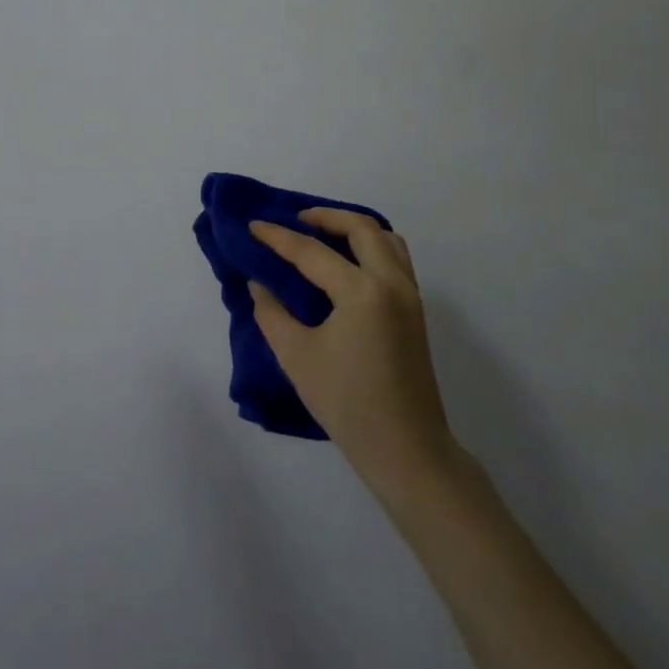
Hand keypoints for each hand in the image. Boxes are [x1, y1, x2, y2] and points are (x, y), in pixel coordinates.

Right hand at [248, 211, 467, 501]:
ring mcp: (410, 295)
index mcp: (362, 292)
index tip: (253, 225)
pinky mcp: (415, 311)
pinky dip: (370, 246)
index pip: (312, 252)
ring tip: (322, 236)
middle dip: (325, 217)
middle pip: (361, 227)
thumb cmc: (347, 405)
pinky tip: (346, 264)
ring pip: (385, 238)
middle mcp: (392, 283)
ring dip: (353, 228)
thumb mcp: (297, 357)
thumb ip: (272, 313)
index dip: (278, 238)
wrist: (407, 451)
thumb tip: (260, 284)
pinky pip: (395, 258)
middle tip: (295, 222)